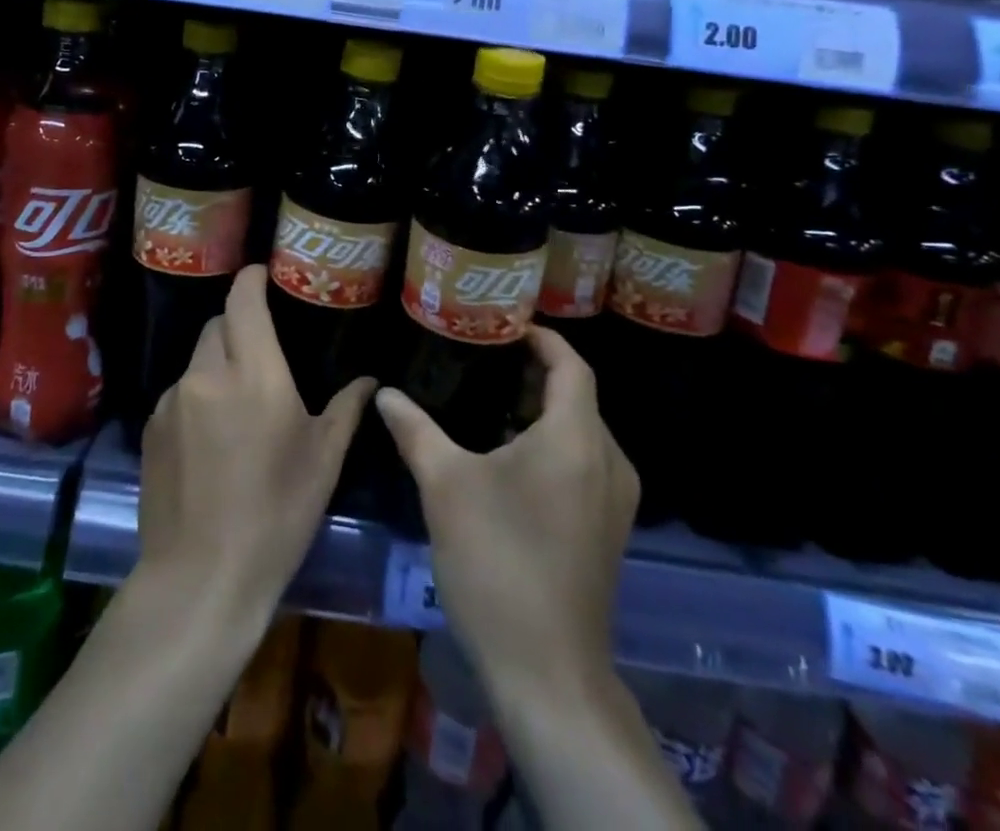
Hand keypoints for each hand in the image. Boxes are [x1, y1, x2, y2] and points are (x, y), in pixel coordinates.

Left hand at [139, 264, 374, 624]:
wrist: (200, 578)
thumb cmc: (276, 515)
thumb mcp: (323, 461)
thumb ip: (346, 409)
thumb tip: (369, 380)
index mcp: (254, 372)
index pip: (243, 299)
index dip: (252, 279)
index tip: (265, 275)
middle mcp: (207, 373)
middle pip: (218, 324)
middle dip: (239, 324)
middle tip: (263, 349)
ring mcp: (172, 401)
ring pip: (197, 359)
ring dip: (218, 363)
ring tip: (240, 401)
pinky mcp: (150, 428)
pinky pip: (180, 392)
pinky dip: (198, 396)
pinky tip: (212, 438)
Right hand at [376, 326, 638, 695]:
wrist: (548, 673)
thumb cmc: (498, 564)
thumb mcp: (445, 487)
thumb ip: (415, 430)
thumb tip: (385, 393)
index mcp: (576, 438)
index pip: (571, 364)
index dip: (542, 338)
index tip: (504, 325)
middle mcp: (608, 460)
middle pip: (577, 396)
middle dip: (534, 373)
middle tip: (483, 359)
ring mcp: (614, 500)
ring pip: (581, 432)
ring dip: (541, 411)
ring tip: (490, 402)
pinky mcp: (607, 530)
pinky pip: (583, 464)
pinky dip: (552, 445)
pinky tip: (508, 459)